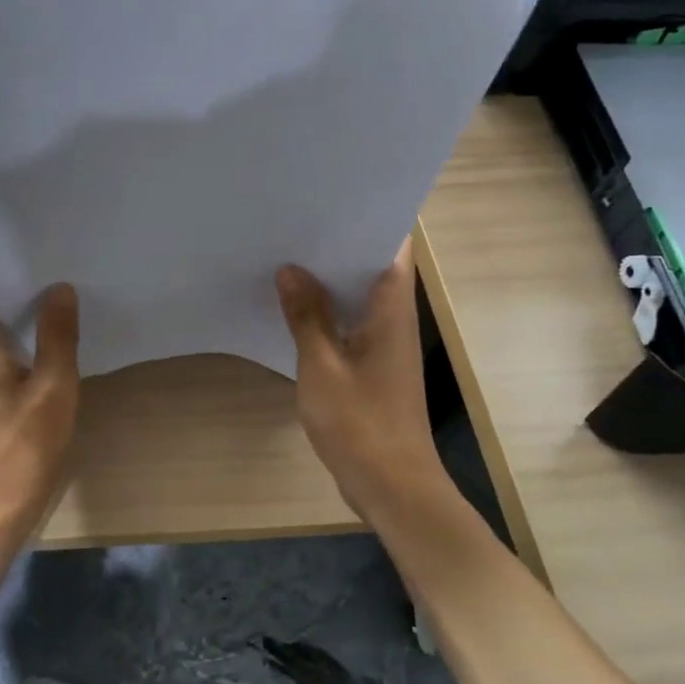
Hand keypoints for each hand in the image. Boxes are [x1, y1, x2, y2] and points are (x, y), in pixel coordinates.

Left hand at [0, 250, 80, 542]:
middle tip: (48, 265)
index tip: (11, 244)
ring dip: (5, 308)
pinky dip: (6, 338)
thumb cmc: (17, 451)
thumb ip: (57, 335)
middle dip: (0, 275)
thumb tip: (59, 287)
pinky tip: (42, 349)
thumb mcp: (53, 390)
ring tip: (52, 299)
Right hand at [277, 242, 446, 518]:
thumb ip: (307, 316)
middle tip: (295, 224)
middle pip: (373, 266)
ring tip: (288, 256)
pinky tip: (295, 309)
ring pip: (361, 296)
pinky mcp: (375, 365)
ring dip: (331, 280)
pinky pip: (353, 323)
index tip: (330, 199)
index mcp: (392, 309)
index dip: (367, 218)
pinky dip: (329, 312)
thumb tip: (290, 269)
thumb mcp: (322, 366)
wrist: (391, 484)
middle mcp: (396, 318)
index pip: (393, 245)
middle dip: (338, 245)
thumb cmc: (360, 422)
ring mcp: (387, 343)